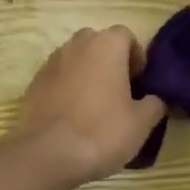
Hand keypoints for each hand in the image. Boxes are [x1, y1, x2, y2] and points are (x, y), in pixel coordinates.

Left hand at [13, 27, 166, 187]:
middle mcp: (77, 44)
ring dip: (88, 72)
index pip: (126, 35)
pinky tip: (73, 114)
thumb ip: (154, 103)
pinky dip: (68, 87)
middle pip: (98, 42)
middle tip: (120, 91)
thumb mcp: (141, 123)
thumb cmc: (101, 131)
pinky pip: (58, 76)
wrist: (47, 154)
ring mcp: (52, 61)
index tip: (139, 82)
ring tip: (95, 104)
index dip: (136, 56)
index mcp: (106, 45)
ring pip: (76, 58)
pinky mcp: (34, 81)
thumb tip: (155, 99)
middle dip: (110, 61)